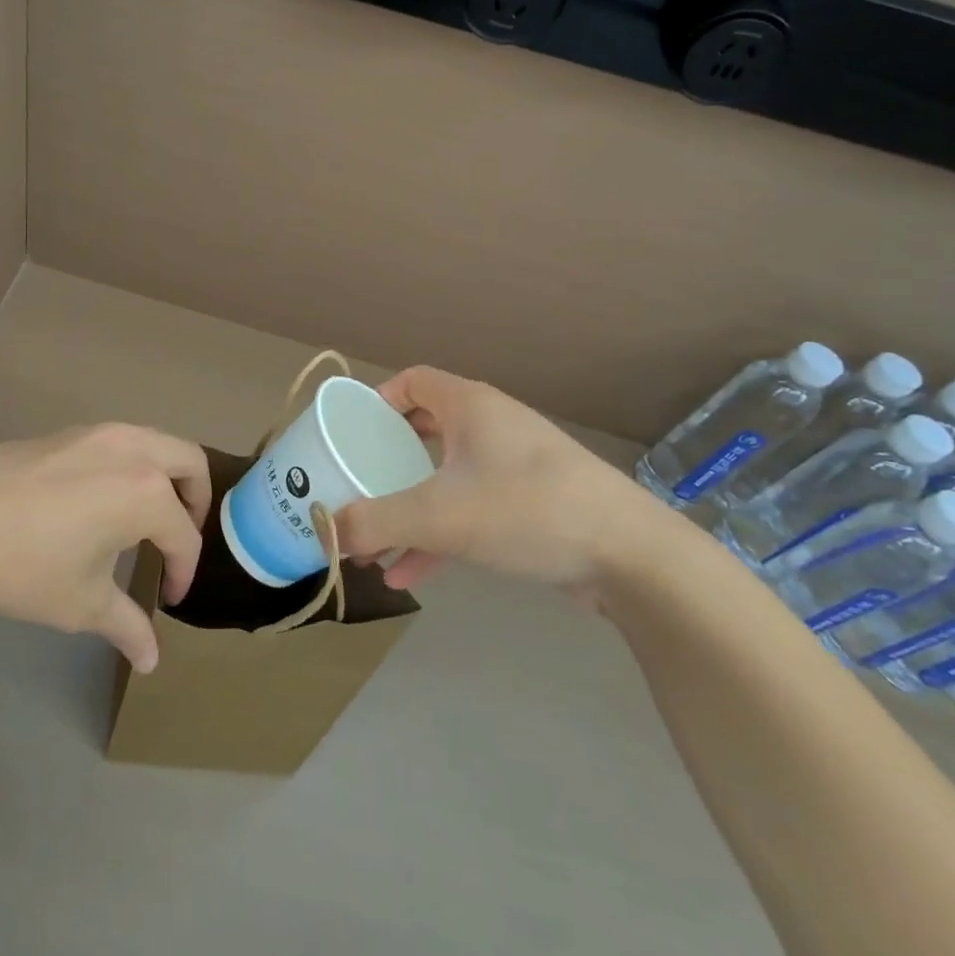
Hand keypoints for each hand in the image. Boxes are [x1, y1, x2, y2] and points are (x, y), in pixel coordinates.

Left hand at [0, 424, 208, 672]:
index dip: (182, 572)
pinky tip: (100, 501)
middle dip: (196, 501)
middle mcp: (133, 450)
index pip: (184, 536)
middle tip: (179, 539)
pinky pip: (120, 441)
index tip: (168, 599)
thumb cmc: (24, 568)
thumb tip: (151, 661)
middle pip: (190, 462)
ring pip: (156, 442)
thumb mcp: (82, 603)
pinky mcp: (68, 432)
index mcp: (146, 493)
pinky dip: (131, 465)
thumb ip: (127, 626)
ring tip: (145, 518)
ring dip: (165, 476)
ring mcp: (99, 433)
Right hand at [335, 367, 672, 595]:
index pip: (412, 381)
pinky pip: (470, 510)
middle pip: (424, 431)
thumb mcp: (440, 516)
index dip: (377, 400)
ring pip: (445, 477)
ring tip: (372, 543)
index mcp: (469, 406)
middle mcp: (491, 427)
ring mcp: (514, 467)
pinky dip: (439, 535)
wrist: (630, 556)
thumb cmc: (527, 509)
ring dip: (408, 508)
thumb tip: (324, 531)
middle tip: (355, 485)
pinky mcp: (531, 505)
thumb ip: (376, 522)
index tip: (351, 433)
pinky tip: (409, 574)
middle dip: (386, 462)